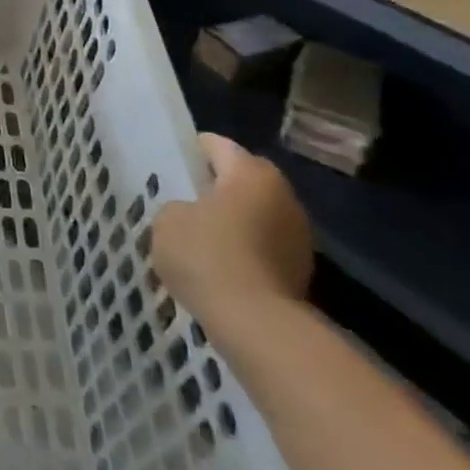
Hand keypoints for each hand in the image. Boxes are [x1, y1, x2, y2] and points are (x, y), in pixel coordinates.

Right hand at [152, 134, 313, 326]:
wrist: (257, 325)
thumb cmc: (208, 256)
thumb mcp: (167, 220)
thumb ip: (177, 206)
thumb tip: (191, 214)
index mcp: (251, 172)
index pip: (215, 145)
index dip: (188, 152)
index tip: (168, 168)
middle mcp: (282, 194)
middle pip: (240, 180)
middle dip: (213, 189)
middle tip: (181, 204)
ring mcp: (298, 234)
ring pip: (254, 215)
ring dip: (232, 223)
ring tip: (199, 241)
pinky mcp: (301, 269)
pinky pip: (263, 247)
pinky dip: (244, 252)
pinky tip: (219, 269)